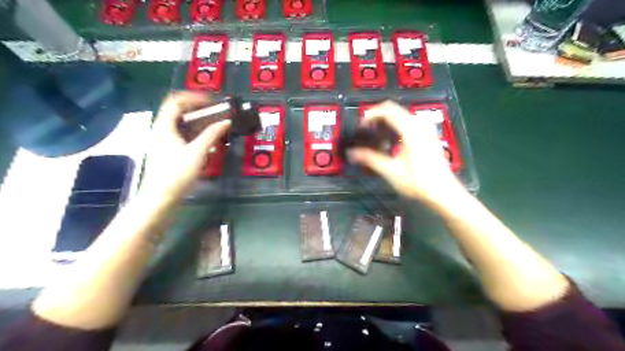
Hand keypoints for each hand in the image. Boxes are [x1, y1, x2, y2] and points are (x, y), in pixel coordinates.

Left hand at [138, 92, 230, 203]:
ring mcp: (162, 141)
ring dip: (197, 121)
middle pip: (177, 111)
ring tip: (214, 125)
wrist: (159, 198)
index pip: (176, 101)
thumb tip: (226, 122)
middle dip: (197, 108)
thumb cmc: (177, 173)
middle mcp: (161, 130)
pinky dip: (194, 133)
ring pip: (179, 124)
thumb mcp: (197, 152)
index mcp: (164, 126)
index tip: (212, 101)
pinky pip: (181, 135)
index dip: (194, 97)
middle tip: (215, 111)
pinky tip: (206, 142)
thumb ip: (212, 135)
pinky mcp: (167, 151)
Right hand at [350, 100, 466, 206]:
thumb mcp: (391, 171)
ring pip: (401, 116)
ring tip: (375, 138)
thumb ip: (369, 159)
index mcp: (410, 129)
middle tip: (365, 132)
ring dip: (386, 122)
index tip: (360, 127)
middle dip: (377, 118)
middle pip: (394, 110)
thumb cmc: (417, 182)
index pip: (387, 110)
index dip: (371, 115)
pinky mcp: (427, 136)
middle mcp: (419, 124)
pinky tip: (390, 143)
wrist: (443, 192)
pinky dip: (395, 127)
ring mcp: (425, 129)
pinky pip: (408, 123)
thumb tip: (351, 153)